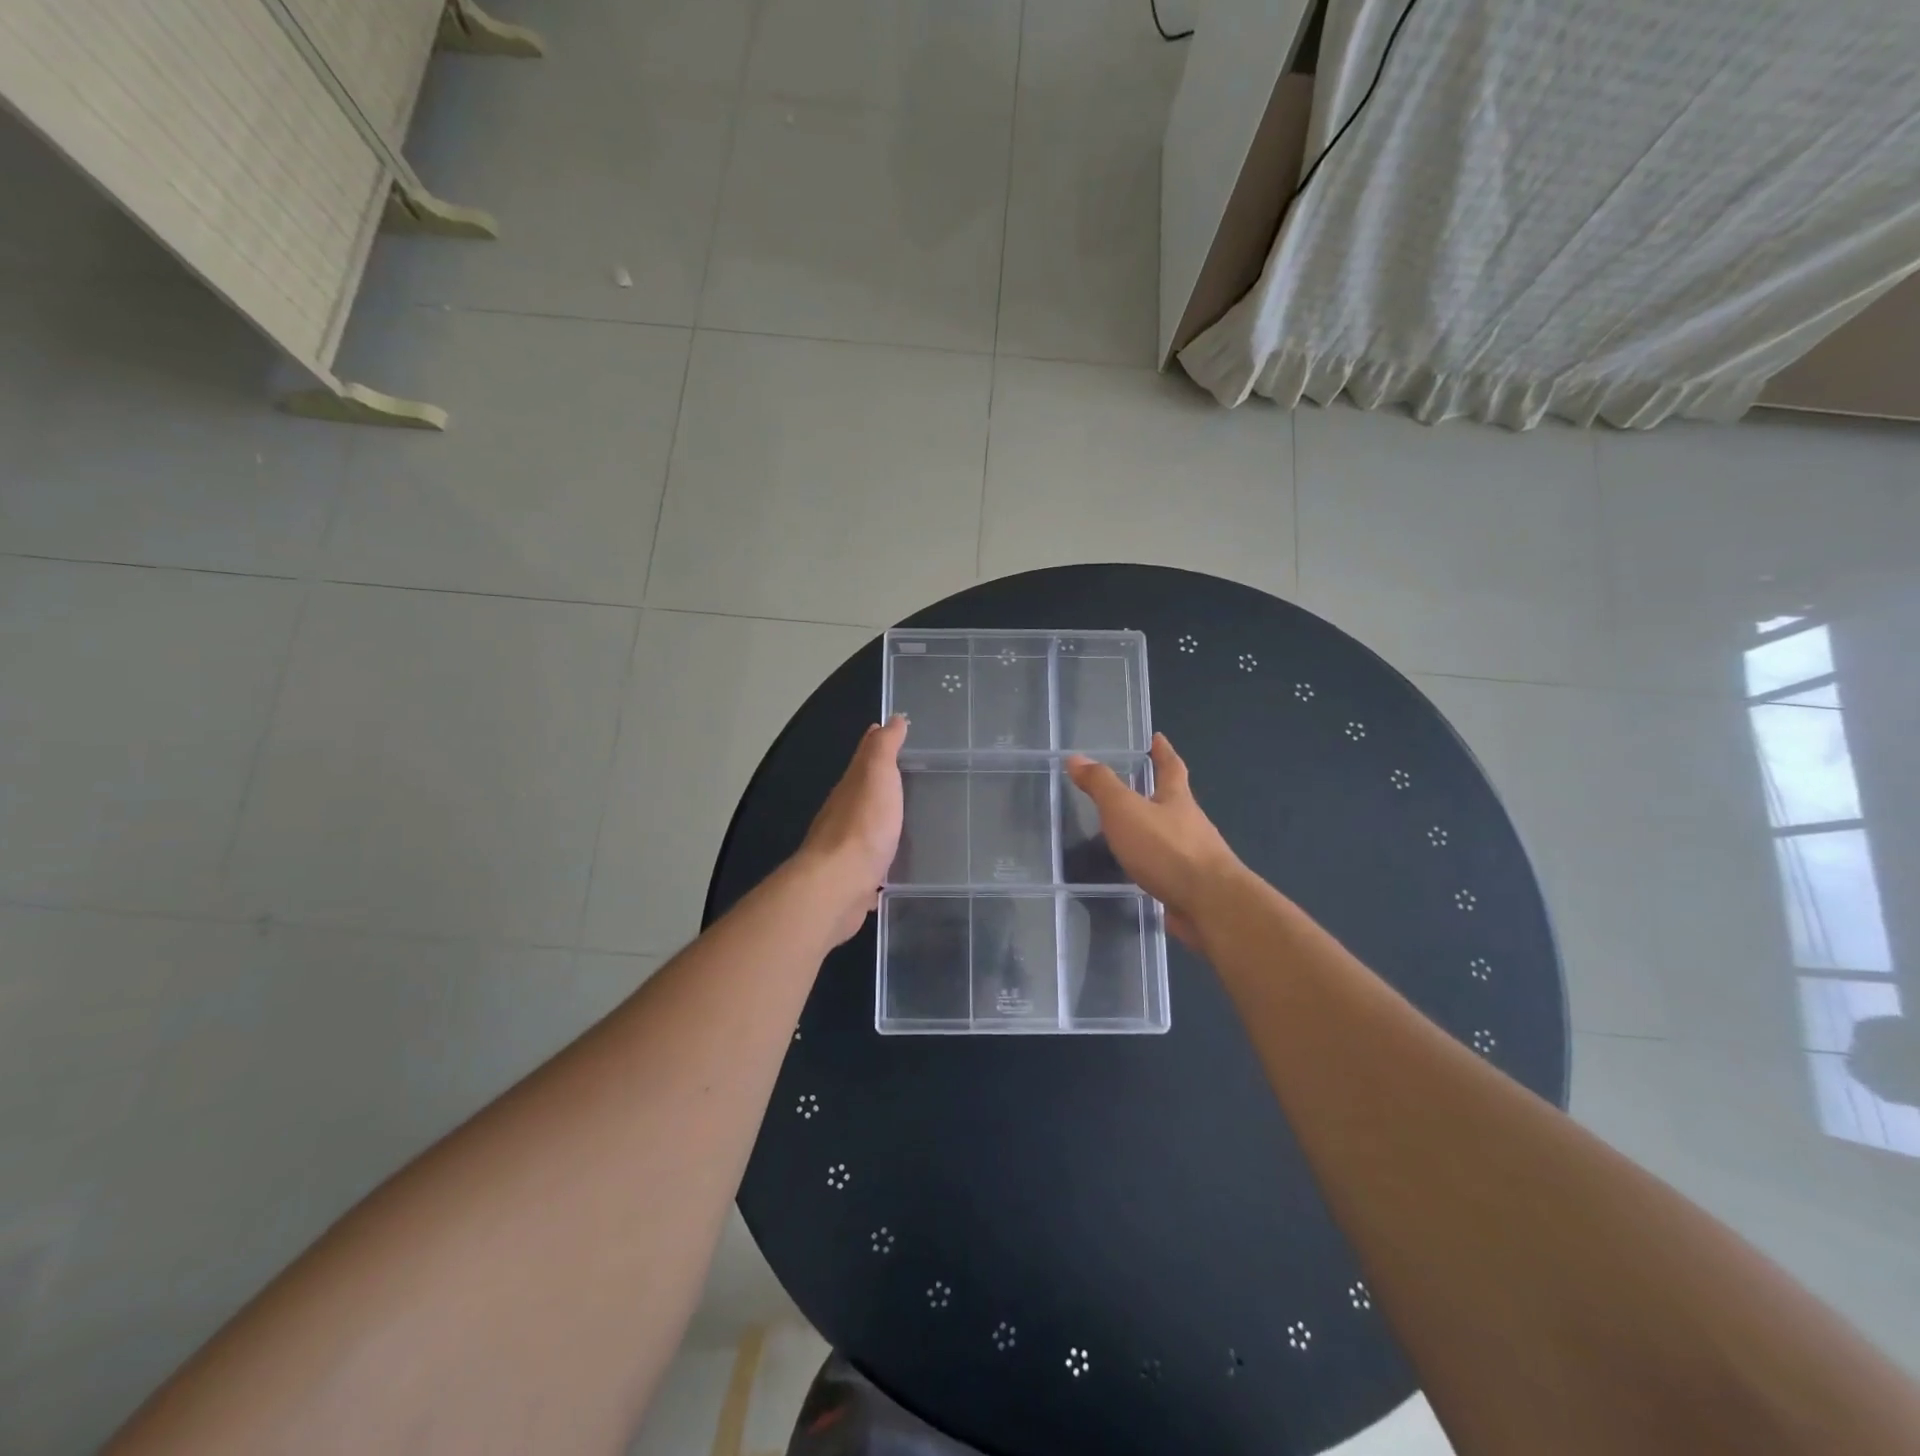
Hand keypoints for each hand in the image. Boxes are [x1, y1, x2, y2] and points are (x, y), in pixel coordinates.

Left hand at [798, 715, 907, 943]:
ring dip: (883, 819)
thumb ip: (884, 748)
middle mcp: (845, 812)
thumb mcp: (877, 775)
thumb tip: (893, 718)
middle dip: (882, 780)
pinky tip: (896, 863)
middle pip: (864, 790)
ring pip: (868, 825)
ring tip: (909, 817)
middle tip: (911, 773)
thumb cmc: (863, 825)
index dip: (878, 741)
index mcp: (851, 786)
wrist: (838, 885)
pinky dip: (882, 856)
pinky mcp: (856, 878)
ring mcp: (848, 847)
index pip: (865, 755)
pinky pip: (873, 861)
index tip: (896, 730)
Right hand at [1066, 734, 1240, 946]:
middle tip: (1137, 786)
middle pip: (1175, 802)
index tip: (1158, 738)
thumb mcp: (1125, 810)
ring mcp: (1194, 858)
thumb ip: (1101, 785)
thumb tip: (1076, 758)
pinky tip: (1139, 876)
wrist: (1210, 905)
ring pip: (1172, 837)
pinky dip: (1153, 868)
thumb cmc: (1166, 848)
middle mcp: (1190, 824)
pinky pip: (1168, 871)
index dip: (1163, 751)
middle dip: (1159, 792)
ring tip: (1129, 834)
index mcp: (1177, 799)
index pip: (1171, 767)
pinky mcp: (1191, 888)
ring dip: (1154, 833)